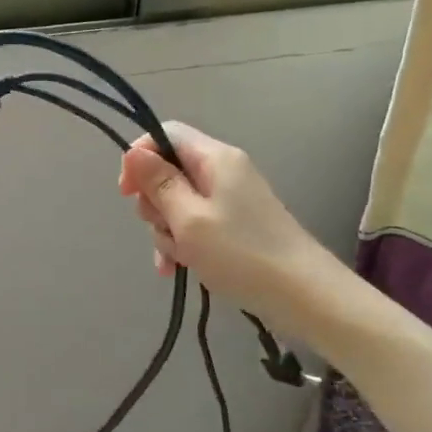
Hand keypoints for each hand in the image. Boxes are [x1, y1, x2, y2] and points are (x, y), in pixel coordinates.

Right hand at [118, 122, 335, 333]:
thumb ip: (158, 184)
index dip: (139, 158)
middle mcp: (223, 171)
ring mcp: (230, 200)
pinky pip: (194, 225)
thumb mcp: (189, 219)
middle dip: (154, 203)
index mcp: (215, 158)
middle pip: (169, 171)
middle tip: (163, 229)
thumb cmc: (241, 254)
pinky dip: (182, 243)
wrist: (304, 297)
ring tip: (177, 259)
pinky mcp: (234, 226)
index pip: (165, 134)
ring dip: (167, 230)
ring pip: (177, 203)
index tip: (127, 193)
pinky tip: (176, 269)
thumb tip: (133, 152)